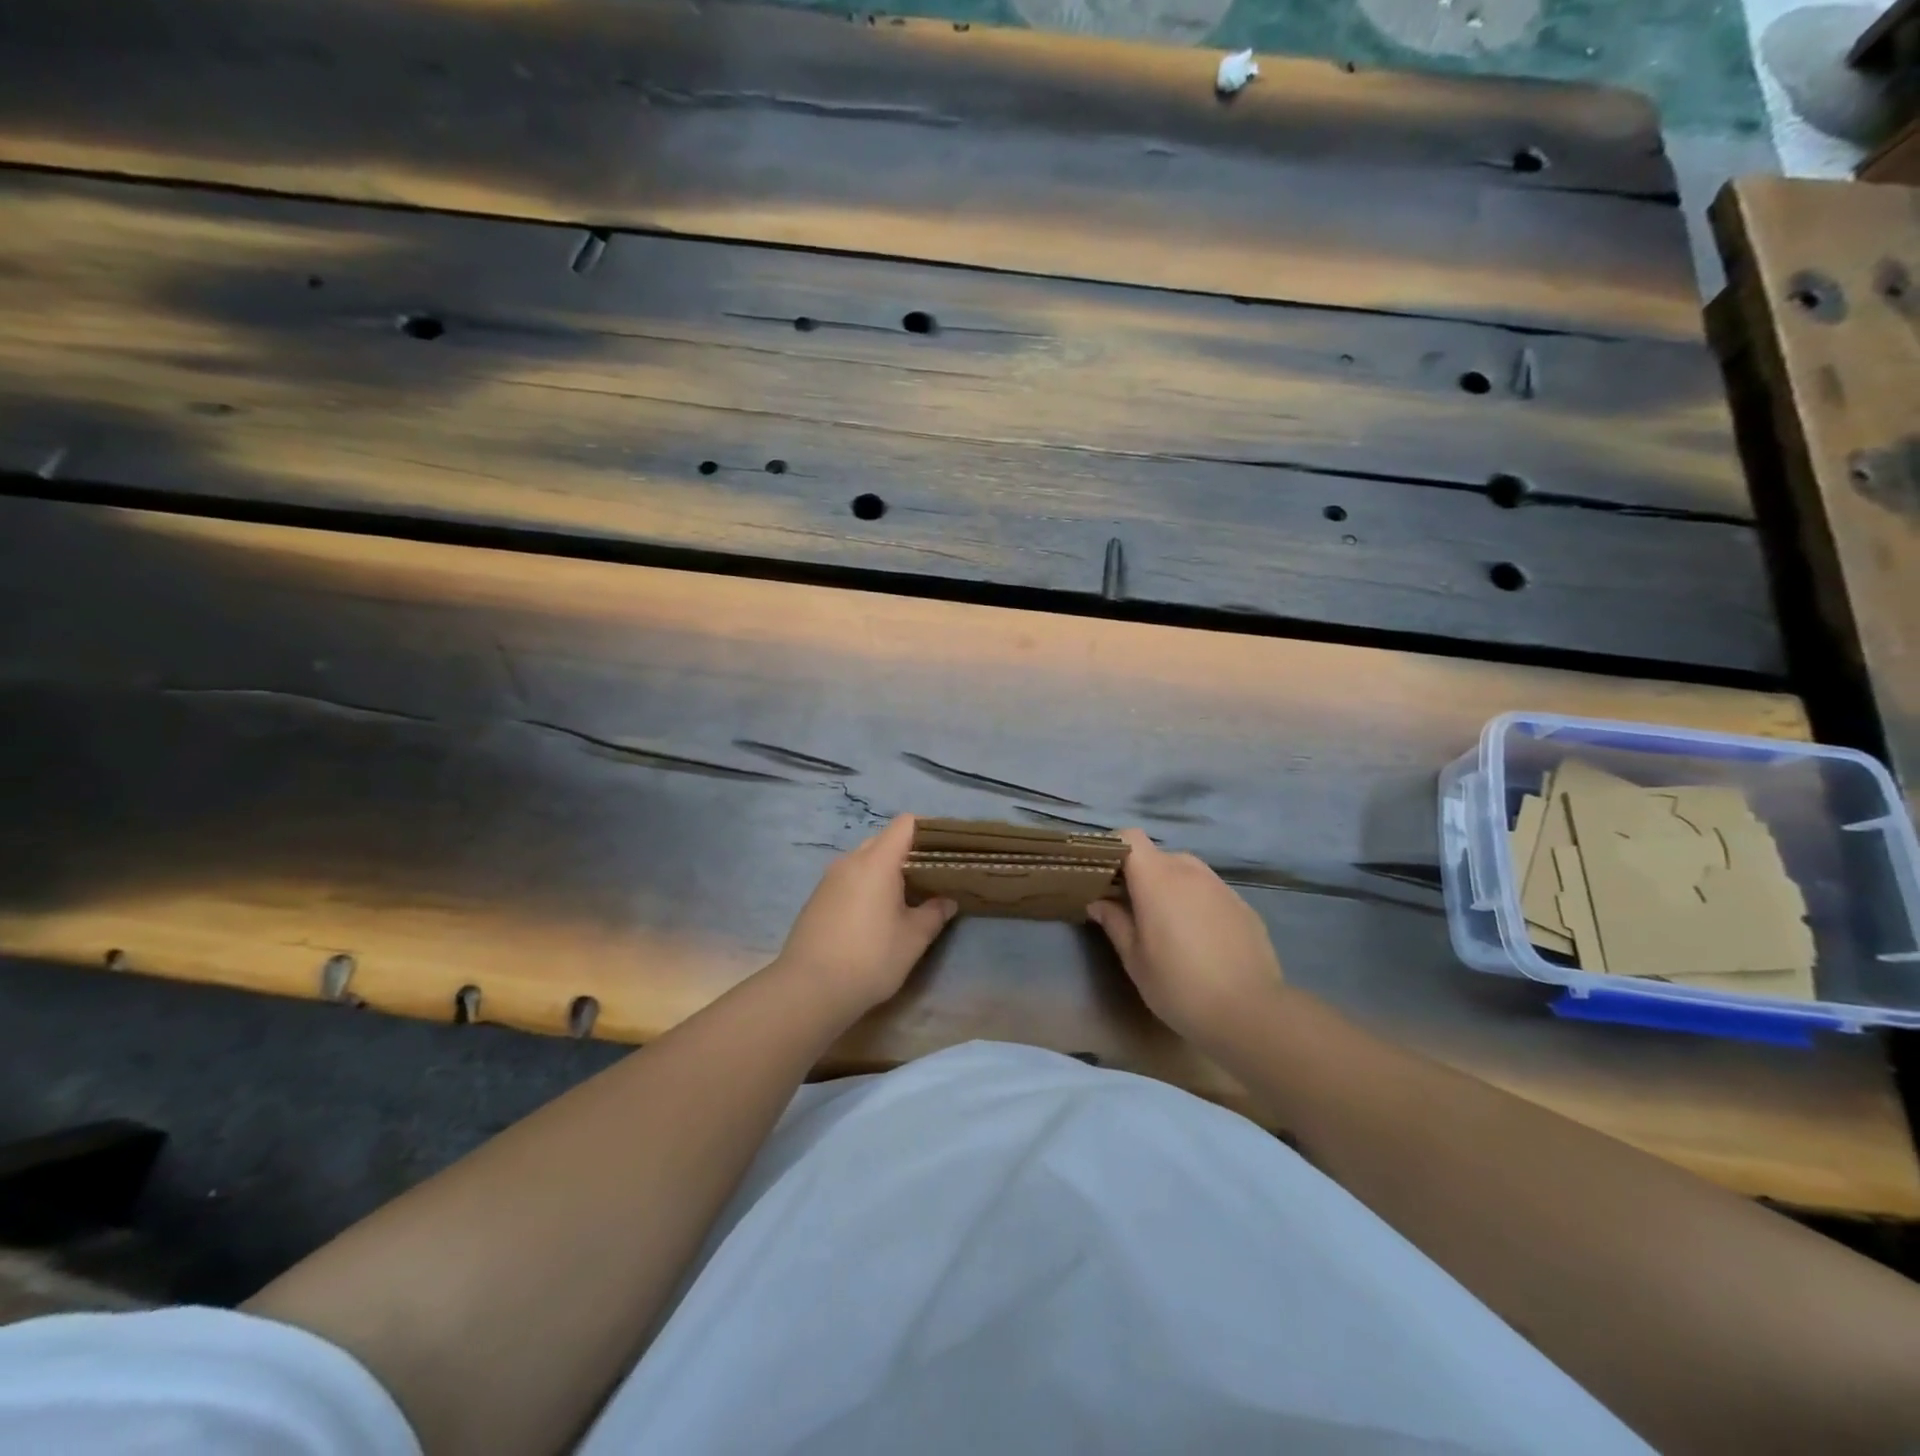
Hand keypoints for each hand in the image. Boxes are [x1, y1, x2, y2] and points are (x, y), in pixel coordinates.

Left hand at [772, 815, 956, 1014]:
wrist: (808, 990)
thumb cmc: (869, 959)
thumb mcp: (913, 939)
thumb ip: (934, 913)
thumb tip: (947, 900)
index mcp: (877, 862)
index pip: (905, 824)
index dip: (929, 829)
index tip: (947, 848)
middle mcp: (851, 861)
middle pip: (885, 839)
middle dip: (910, 852)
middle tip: (932, 876)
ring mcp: (830, 879)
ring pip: (865, 860)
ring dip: (887, 870)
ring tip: (906, 896)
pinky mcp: (817, 898)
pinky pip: (849, 878)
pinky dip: (867, 885)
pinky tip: (876, 914)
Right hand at [1087, 830, 1284, 1044]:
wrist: (1250, 1013)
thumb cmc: (1179, 986)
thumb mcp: (1135, 960)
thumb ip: (1115, 923)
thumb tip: (1099, 902)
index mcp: (1157, 880)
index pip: (1131, 837)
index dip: (1115, 847)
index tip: (1103, 872)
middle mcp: (1189, 872)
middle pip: (1158, 855)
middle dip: (1141, 874)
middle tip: (1131, 907)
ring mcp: (1220, 887)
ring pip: (1186, 872)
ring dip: (1170, 887)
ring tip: (1167, 924)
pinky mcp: (1243, 905)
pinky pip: (1210, 891)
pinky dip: (1197, 902)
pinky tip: (1199, 939)